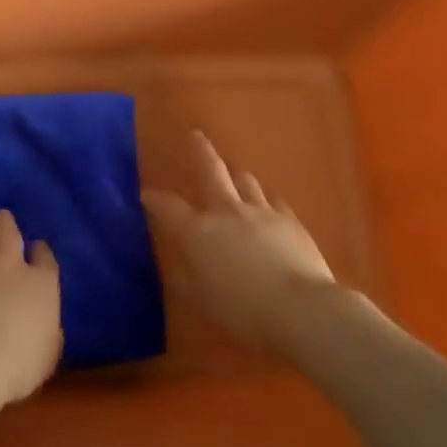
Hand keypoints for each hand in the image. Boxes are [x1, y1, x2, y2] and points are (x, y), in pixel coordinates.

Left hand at [0, 210, 61, 410]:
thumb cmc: (16, 367)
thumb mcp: (47, 357)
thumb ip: (49, 334)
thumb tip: (48, 326)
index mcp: (40, 285)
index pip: (45, 259)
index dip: (41, 251)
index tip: (37, 248)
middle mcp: (9, 264)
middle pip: (10, 232)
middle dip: (6, 223)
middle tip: (2, 220)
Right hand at [143, 131, 336, 353]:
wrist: (302, 308)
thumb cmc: (244, 311)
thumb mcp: (204, 302)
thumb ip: (187, 280)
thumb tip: (178, 267)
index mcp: (199, 233)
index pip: (168, 208)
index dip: (154, 199)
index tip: (144, 193)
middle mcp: (227, 212)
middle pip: (211, 171)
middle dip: (200, 152)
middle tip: (195, 135)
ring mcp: (262, 212)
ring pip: (246, 181)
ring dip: (236, 177)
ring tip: (235, 176)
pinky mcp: (290, 220)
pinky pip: (275, 202)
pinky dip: (267, 201)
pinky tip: (269, 207)